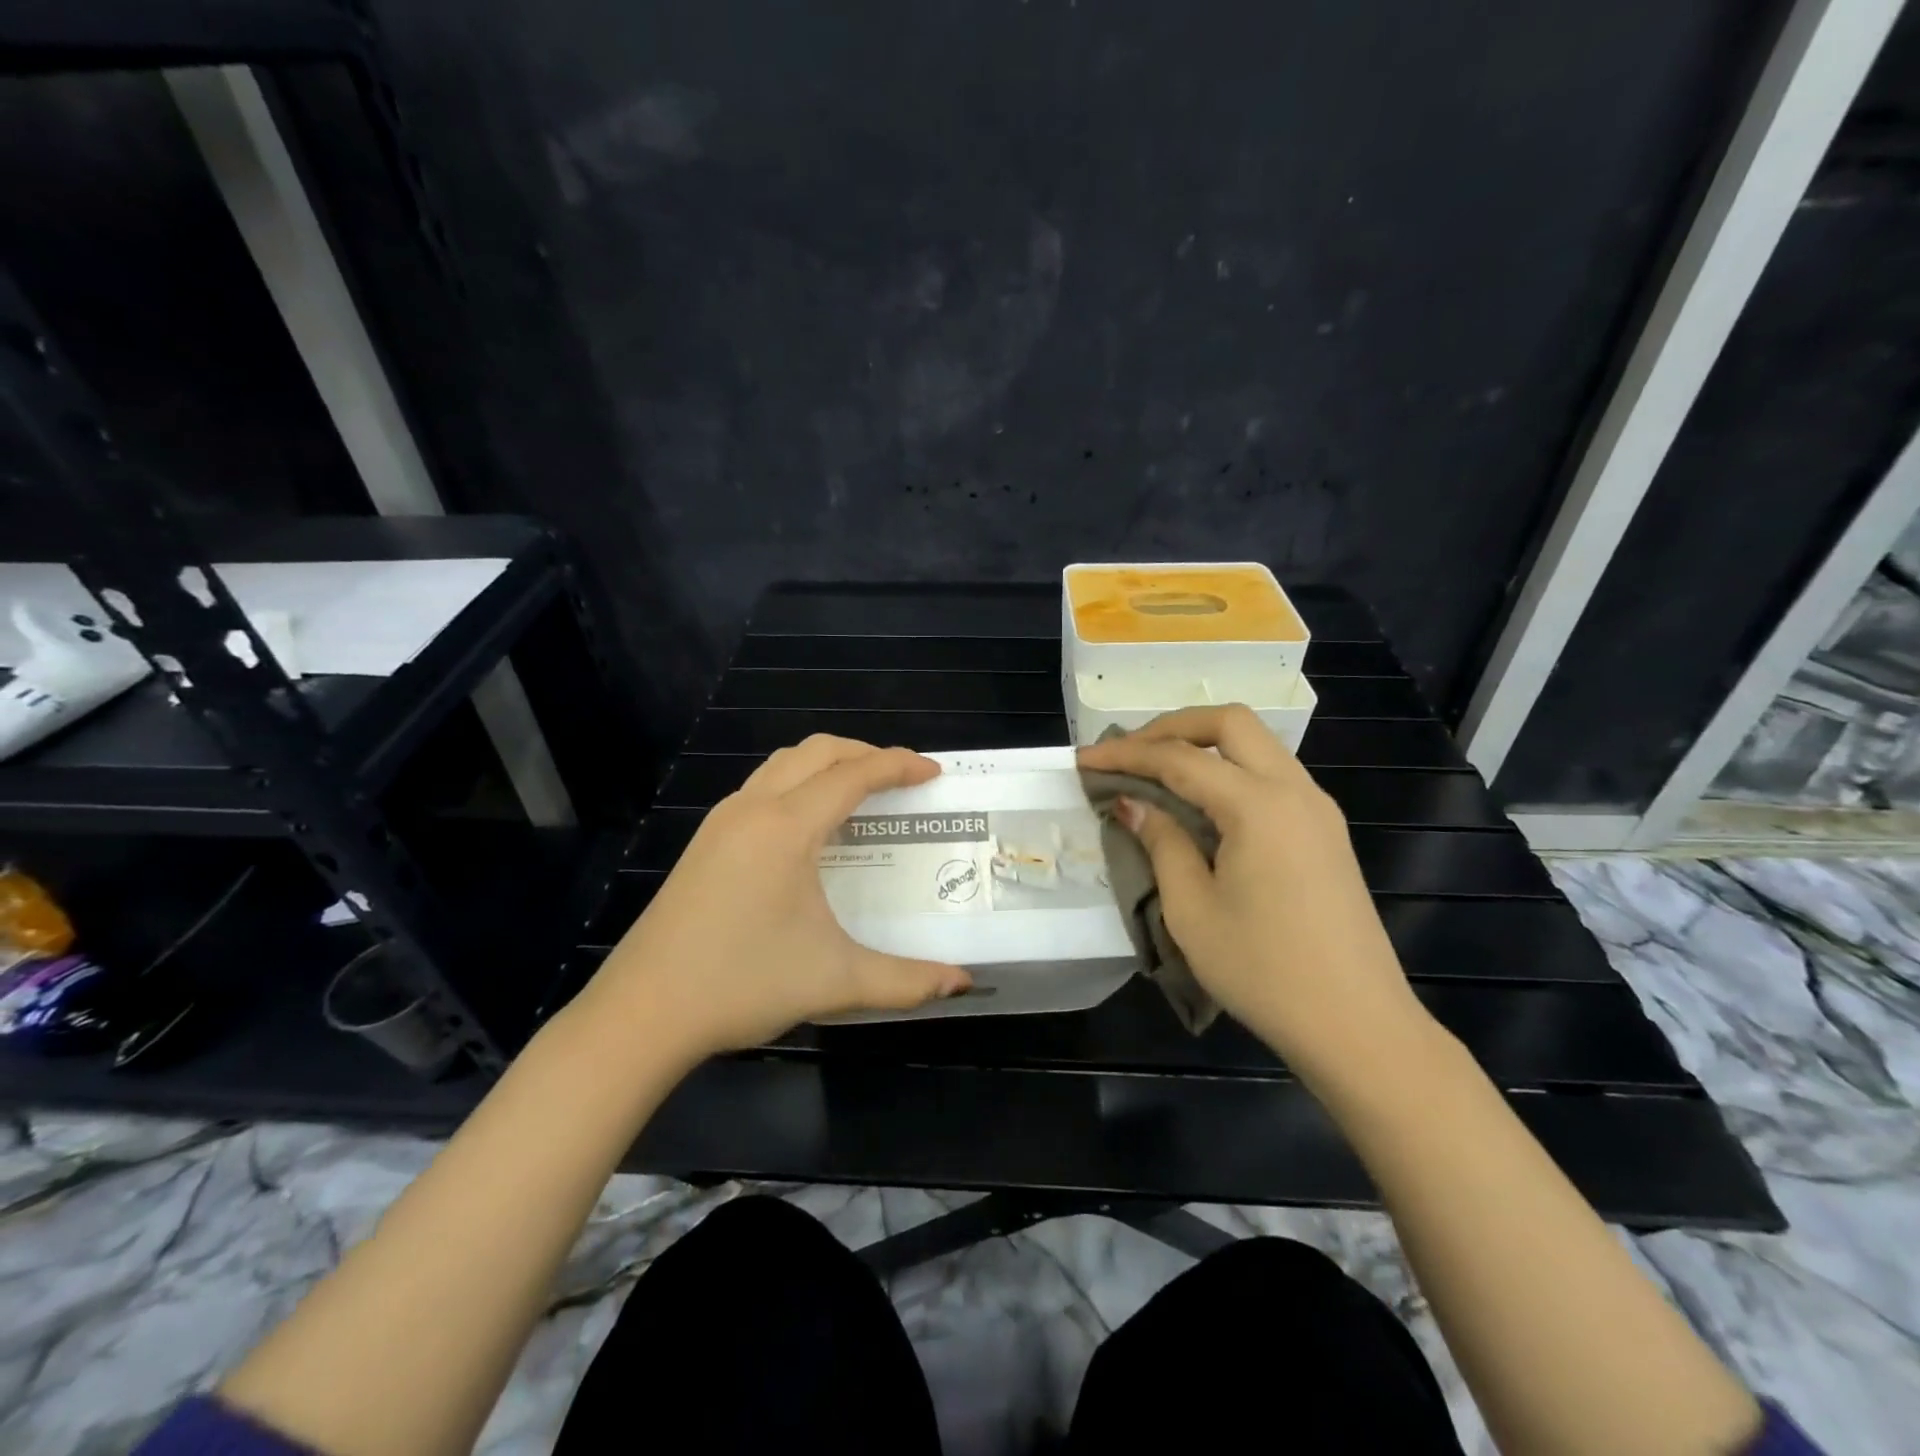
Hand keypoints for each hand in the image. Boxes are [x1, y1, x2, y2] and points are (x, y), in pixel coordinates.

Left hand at [583, 736, 971, 1058]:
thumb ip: (907, 980)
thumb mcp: (836, 981)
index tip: (934, 772)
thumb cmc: (742, 983)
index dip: (899, 766)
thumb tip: (962, 984)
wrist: (643, 1012)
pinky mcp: (705, 841)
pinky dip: (799, 783)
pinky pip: (762, 786)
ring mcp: (722, 822)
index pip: (853, 775)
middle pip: (817, 752)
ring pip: (783, 763)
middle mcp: (753, 809)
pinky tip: (810, 826)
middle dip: (865, 754)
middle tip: (902, 780)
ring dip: (828, 764)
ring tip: (861, 793)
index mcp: (787, 828)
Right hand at [1075, 706, 1433, 1082]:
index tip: (1084, 759)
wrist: (1358, 1026)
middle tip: (1127, 752)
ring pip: (1256, 744)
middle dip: (1171, 727)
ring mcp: (1317, 809)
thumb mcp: (1192, 910)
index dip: (1126, 753)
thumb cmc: (1265, 971)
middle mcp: (1295, 790)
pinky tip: (1201, 802)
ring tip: (1156, 771)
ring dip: (1203, 745)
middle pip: (1229, 722)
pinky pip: (1271, 775)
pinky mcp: (1325, 832)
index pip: (1180, 758)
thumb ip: (1162, 843)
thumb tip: (1132, 803)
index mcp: (1259, 805)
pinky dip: (1229, 770)